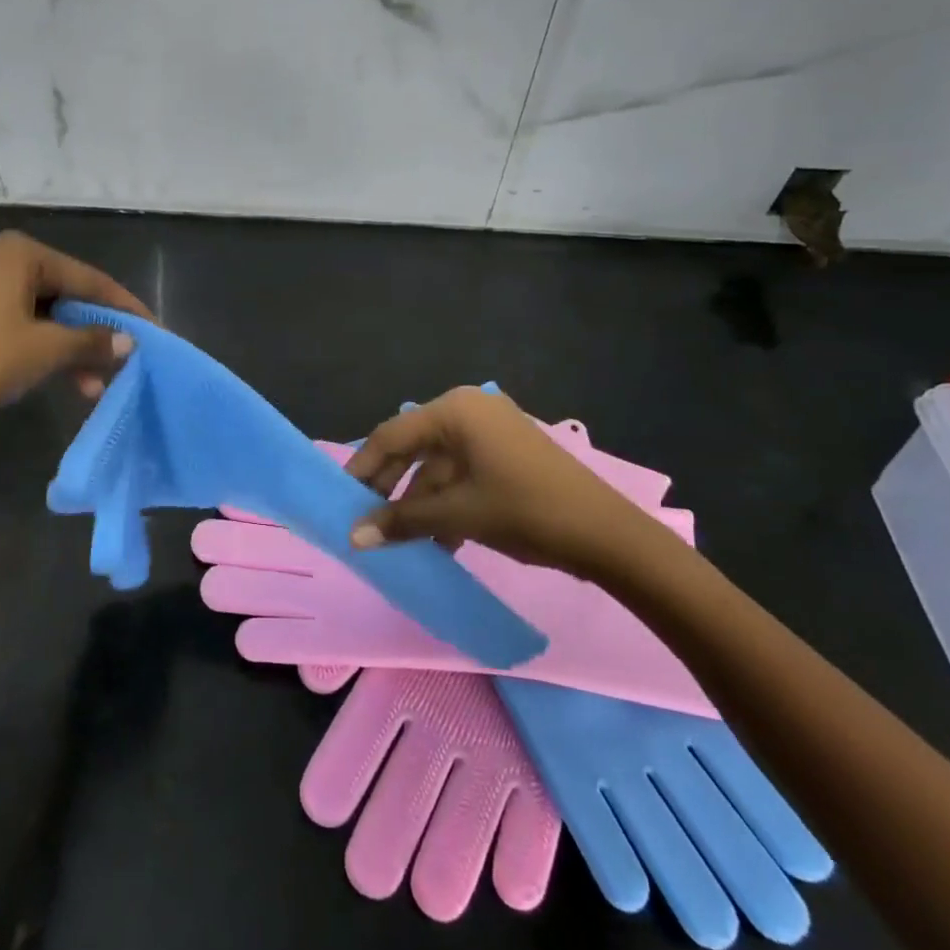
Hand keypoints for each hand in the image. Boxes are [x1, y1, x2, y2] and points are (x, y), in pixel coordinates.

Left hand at [0, 231, 151, 436]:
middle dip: (94, 333)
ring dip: (69, 346)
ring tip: (91, 385)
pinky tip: (58, 376)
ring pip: (40, 311)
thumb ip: (93, 340)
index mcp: (20, 252)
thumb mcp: (47, 350)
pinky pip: (15, 321)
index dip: (123, 307)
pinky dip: (40, 345)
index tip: (153, 331)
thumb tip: (129, 342)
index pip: (88, 278)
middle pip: (64, 294)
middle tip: (120, 362)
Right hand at [345, 387, 663, 578]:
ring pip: (438, 465)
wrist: (608, 535)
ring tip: (399, 539)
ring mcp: (492, 431)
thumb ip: (402, 520)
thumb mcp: (458, 515)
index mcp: (455, 411)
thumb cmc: (526, 511)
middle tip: (365, 519)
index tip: (341, 498)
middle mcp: (470, 411)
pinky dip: (447, 502)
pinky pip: (463, 473)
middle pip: (414, 447)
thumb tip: (353, 537)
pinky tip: (438, 539)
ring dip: (419, 502)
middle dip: (390, 486)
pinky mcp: (507, 454)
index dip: (363, 467)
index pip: (392, 435)